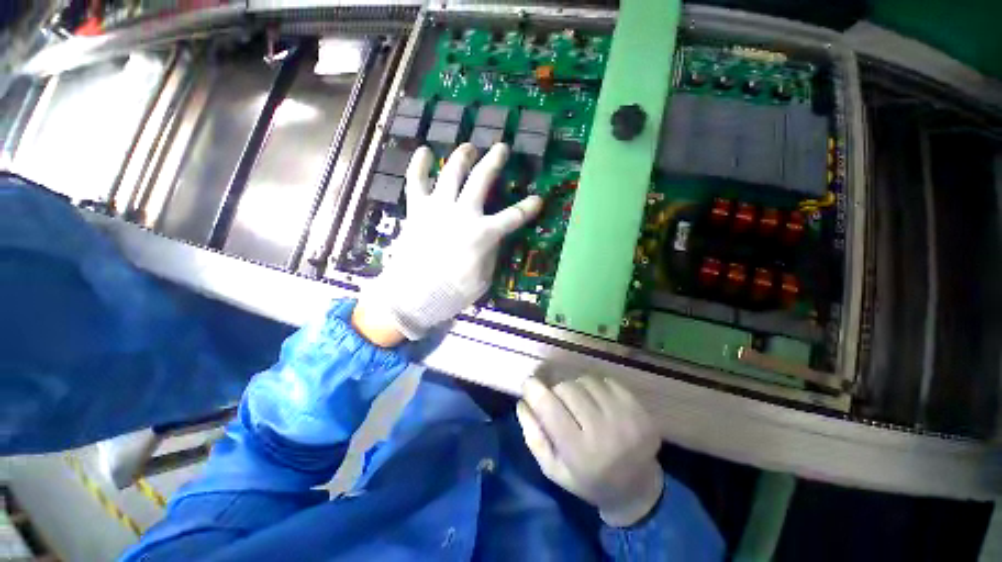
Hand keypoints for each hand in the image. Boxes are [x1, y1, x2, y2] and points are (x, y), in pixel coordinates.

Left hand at [354, 143, 542, 344]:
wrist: (412, 297)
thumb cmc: (452, 292)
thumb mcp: (483, 278)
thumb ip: (491, 252)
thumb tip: (493, 237)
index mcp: (482, 234)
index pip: (513, 217)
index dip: (528, 207)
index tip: (538, 199)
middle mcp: (462, 214)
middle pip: (481, 179)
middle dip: (494, 161)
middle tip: (502, 148)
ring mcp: (437, 208)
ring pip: (451, 172)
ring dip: (462, 156)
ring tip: (469, 147)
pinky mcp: (416, 210)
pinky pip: (416, 182)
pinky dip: (419, 165)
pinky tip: (424, 151)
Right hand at [516, 376, 664, 527]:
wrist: (635, 487)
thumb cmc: (587, 479)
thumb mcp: (552, 468)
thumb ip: (533, 435)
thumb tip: (523, 400)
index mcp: (579, 452)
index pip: (548, 406)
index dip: (533, 388)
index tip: (528, 383)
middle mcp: (604, 432)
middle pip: (566, 388)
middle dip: (556, 390)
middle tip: (557, 399)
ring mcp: (625, 417)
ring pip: (585, 380)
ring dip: (576, 386)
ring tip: (579, 401)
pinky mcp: (638, 408)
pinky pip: (605, 380)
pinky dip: (595, 386)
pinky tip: (597, 401)